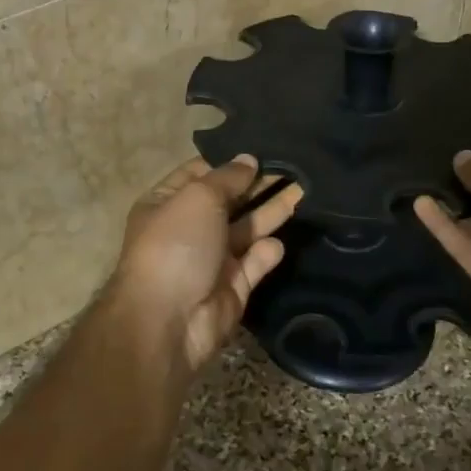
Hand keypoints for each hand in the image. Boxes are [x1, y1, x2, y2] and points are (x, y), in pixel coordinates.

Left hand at [108, 155, 302, 379]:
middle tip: (295, 166)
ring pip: (247, 229)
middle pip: (229, 201)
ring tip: (304, 189)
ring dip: (272, 211)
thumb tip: (248, 160)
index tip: (264, 149)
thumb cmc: (176, 246)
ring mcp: (211, 259)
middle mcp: (188, 229)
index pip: (200, 173)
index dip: (229, 162)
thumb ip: (227, 178)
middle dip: (258, 184)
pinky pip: (254, 263)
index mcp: (166, 203)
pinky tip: (279, 242)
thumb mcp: (198, 198)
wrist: (169, 321)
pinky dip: (267, 253)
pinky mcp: (232, 287)